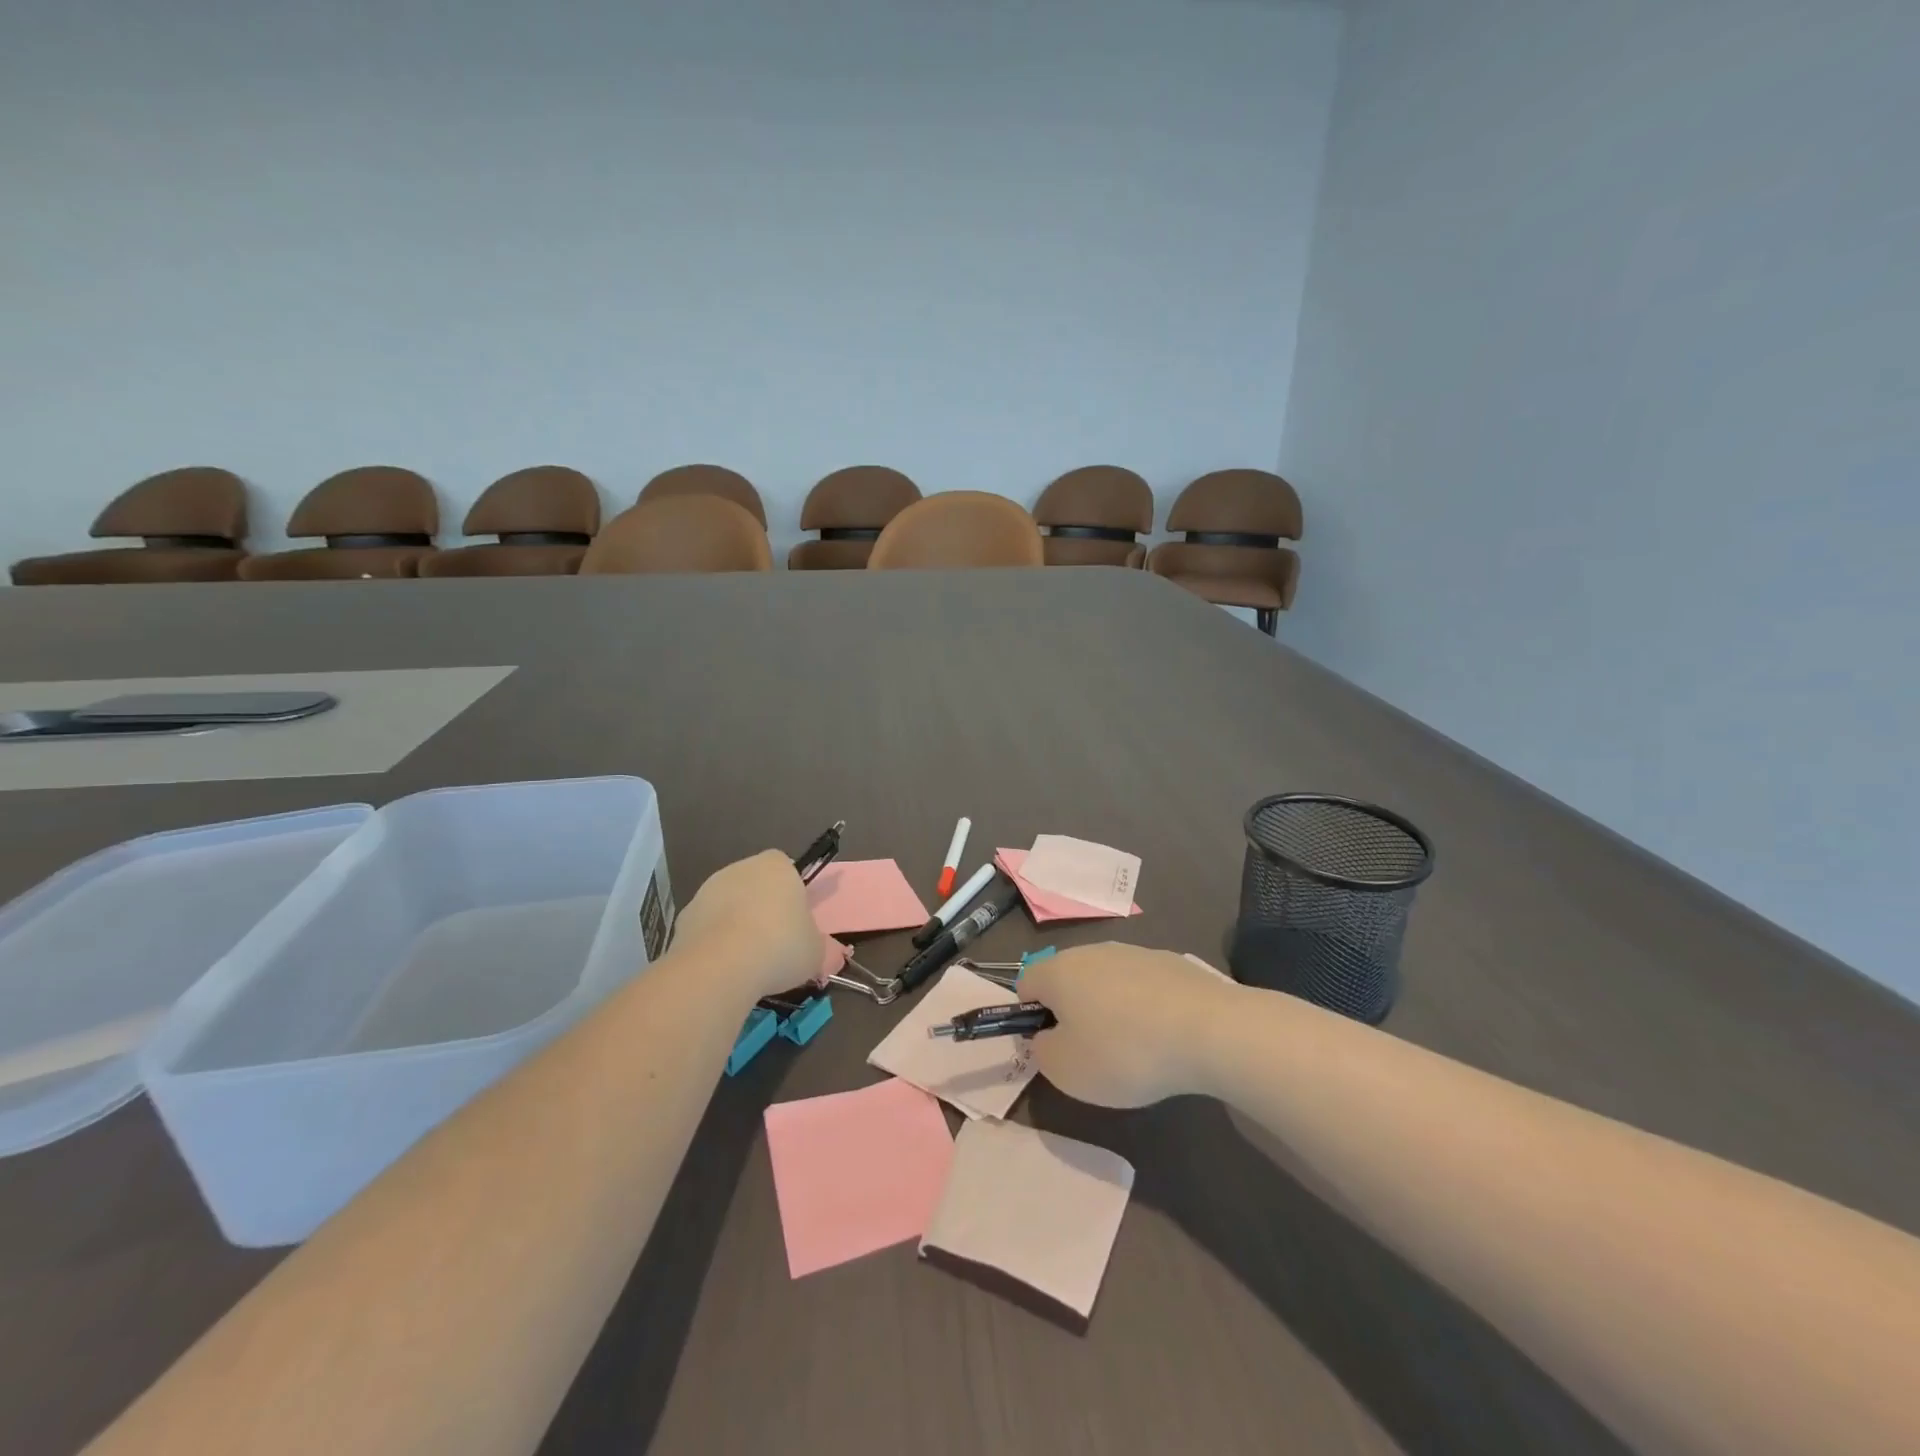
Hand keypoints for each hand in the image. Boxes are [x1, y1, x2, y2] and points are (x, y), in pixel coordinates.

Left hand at [671, 851, 825, 1001]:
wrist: (720, 967)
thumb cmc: (780, 946)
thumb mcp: (816, 952)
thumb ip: (820, 947)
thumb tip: (829, 955)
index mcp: (776, 866)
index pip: (786, 867)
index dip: (792, 891)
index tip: (796, 919)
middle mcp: (740, 869)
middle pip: (755, 885)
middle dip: (762, 908)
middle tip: (775, 942)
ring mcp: (707, 891)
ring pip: (729, 905)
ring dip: (736, 925)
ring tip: (748, 962)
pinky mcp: (684, 918)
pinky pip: (707, 927)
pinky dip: (714, 943)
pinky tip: (723, 968)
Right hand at [1018, 944, 1240, 1107]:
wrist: (1209, 1030)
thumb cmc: (1124, 1052)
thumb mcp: (1066, 1071)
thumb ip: (1042, 1051)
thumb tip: (1047, 1036)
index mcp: (1058, 970)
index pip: (1025, 984)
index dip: (1030, 1016)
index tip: (1052, 1047)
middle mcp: (1092, 952)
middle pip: (1068, 979)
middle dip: (1072, 1012)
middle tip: (1091, 1052)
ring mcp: (1134, 953)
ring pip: (1107, 981)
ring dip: (1109, 1009)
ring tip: (1134, 1049)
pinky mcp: (1171, 962)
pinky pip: (1143, 986)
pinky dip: (1145, 1008)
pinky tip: (1165, 1037)